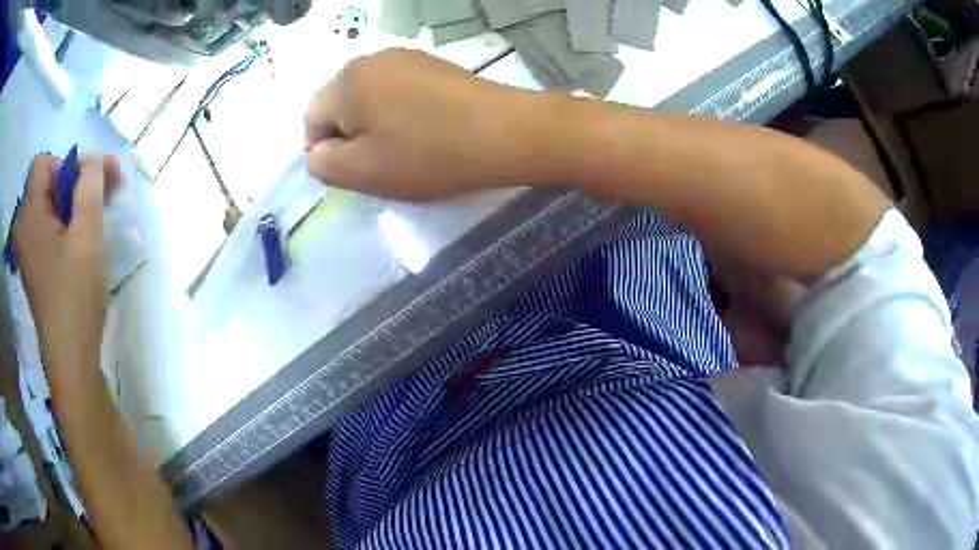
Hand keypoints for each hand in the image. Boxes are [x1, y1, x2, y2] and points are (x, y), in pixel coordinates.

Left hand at [13, 154, 120, 377]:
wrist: (71, 361)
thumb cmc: (75, 299)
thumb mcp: (87, 237)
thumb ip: (90, 186)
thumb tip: (92, 161)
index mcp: (28, 215)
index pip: (43, 163)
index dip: (67, 166)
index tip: (91, 186)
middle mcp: (23, 227)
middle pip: (46, 183)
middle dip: (76, 182)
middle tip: (106, 194)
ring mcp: (27, 249)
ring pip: (49, 206)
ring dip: (74, 204)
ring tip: (97, 220)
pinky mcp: (34, 265)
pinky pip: (48, 228)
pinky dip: (66, 225)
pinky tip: (81, 242)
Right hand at [304, 49, 535, 199]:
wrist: (503, 132)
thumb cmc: (427, 154)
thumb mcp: (362, 172)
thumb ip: (324, 164)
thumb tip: (317, 151)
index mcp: (346, 81)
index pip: (311, 118)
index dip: (325, 150)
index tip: (355, 169)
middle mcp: (371, 59)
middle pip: (341, 103)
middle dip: (352, 134)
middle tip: (382, 161)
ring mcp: (405, 57)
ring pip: (371, 96)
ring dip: (376, 123)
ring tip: (407, 146)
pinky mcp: (433, 64)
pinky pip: (399, 90)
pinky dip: (402, 111)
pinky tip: (427, 128)